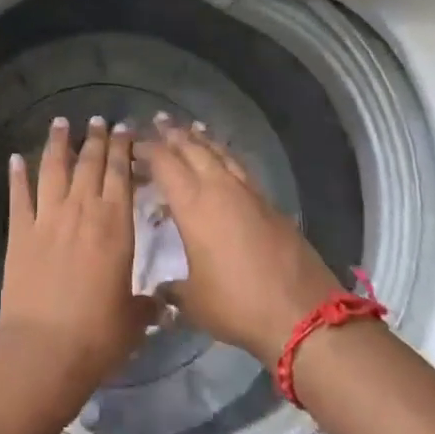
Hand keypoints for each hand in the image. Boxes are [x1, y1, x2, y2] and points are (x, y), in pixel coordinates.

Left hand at [0, 117, 156, 389]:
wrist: (45, 349)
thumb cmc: (98, 335)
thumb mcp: (133, 319)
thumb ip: (147, 305)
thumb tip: (164, 305)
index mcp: (115, 225)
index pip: (121, 174)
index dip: (123, 148)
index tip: (125, 128)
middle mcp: (82, 210)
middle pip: (90, 163)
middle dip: (96, 138)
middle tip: (99, 119)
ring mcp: (48, 218)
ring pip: (54, 168)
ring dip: (58, 144)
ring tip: (61, 123)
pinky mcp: (20, 232)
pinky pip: (19, 195)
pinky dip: (17, 175)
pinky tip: (15, 158)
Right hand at [139, 116, 342, 367]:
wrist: (301, 312)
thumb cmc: (237, 304)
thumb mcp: (194, 302)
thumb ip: (173, 290)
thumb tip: (160, 291)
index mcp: (193, 204)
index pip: (164, 163)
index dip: (147, 150)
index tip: (133, 144)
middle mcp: (219, 188)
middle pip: (193, 148)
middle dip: (174, 134)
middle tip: (159, 121)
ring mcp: (248, 192)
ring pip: (220, 153)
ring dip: (202, 139)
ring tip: (191, 128)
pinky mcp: (269, 203)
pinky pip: (239, 167)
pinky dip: (226, 156)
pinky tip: (224, 160)